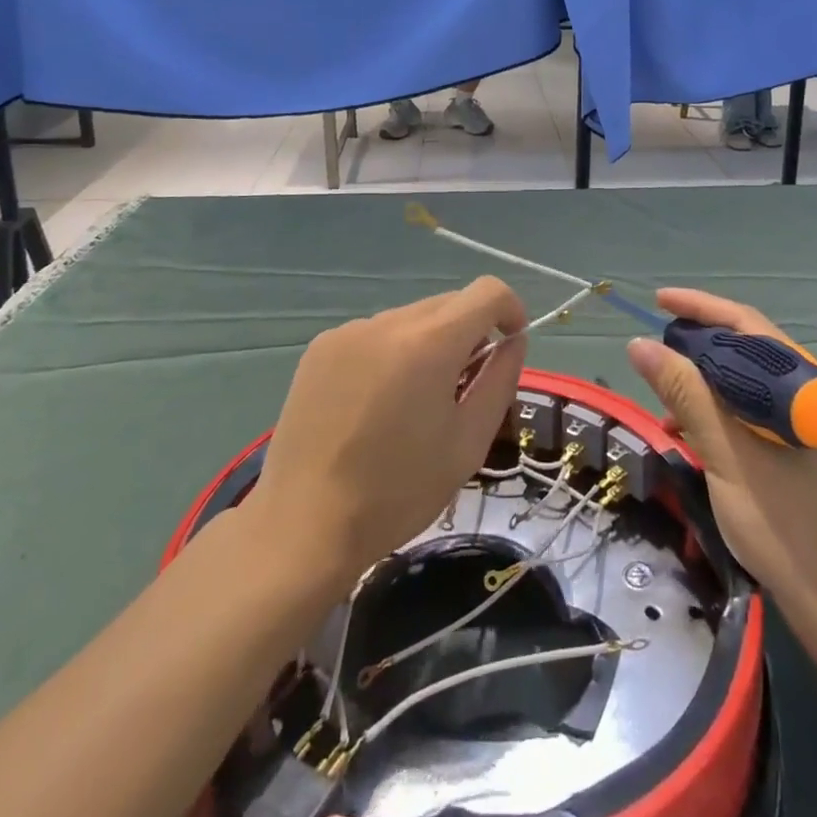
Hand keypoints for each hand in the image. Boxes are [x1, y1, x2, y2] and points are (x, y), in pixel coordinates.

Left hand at [245, 277, 528, 585]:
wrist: (303, 524)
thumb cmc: (398, 492)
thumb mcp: (468, 442)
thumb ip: (500, 380)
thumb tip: (513, 341)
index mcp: (430, 343)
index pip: (487, 291)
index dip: (510, 310)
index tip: (510, 345)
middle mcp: (388, 322)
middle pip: (448, 303)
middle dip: (468, 333)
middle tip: (462, 389)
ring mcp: (349, 331)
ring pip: (412, 318)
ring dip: (428, 344)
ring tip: (412, 403)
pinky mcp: (320, 347)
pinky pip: (375, 334)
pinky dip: (391, 353)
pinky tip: (374, 404)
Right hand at [627, 289, 816, 631]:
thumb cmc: (785, 528)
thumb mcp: (727, 456)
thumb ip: (686, 394)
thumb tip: (641, 345)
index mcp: (807, 387)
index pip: (748, 325)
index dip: (700, 307)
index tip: (658, 302)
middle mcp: (814, 394)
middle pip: (748, 349)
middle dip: (698, 345)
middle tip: (655, 351)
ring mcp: (812, 423)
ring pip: (748, 382)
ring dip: (705, 383)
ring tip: (665, 402)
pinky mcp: (804, 449)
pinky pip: (754, 411)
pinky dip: (720, 413)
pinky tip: (690, 433)